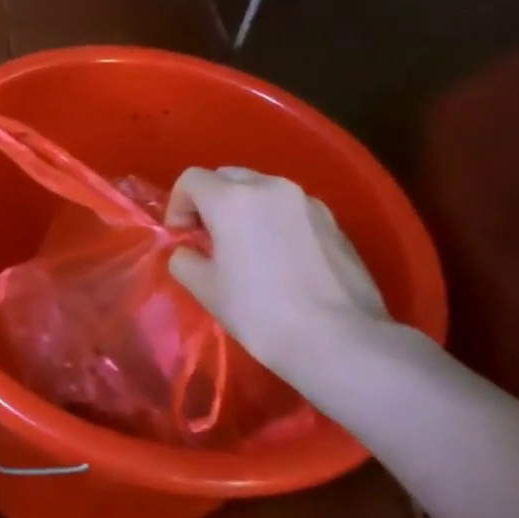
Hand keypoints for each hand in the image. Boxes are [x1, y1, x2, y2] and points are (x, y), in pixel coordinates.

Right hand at [165, 167, 387, 370]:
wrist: (340, 340)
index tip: (182, 236)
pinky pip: (290, 209)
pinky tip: (280, 259)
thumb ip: (185, 260)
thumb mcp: (205, 289)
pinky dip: (275, 221)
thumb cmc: (260, 311)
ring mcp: (306, 202)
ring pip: (262, 190)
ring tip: (246, 248)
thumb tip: (190, 252)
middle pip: (227, 177)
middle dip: (211, 201)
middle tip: (209, 238)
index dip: (178, 204)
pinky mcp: (333, 222)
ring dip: (244, 209)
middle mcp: (270, 187)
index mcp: (231, 199)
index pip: (191, 180)